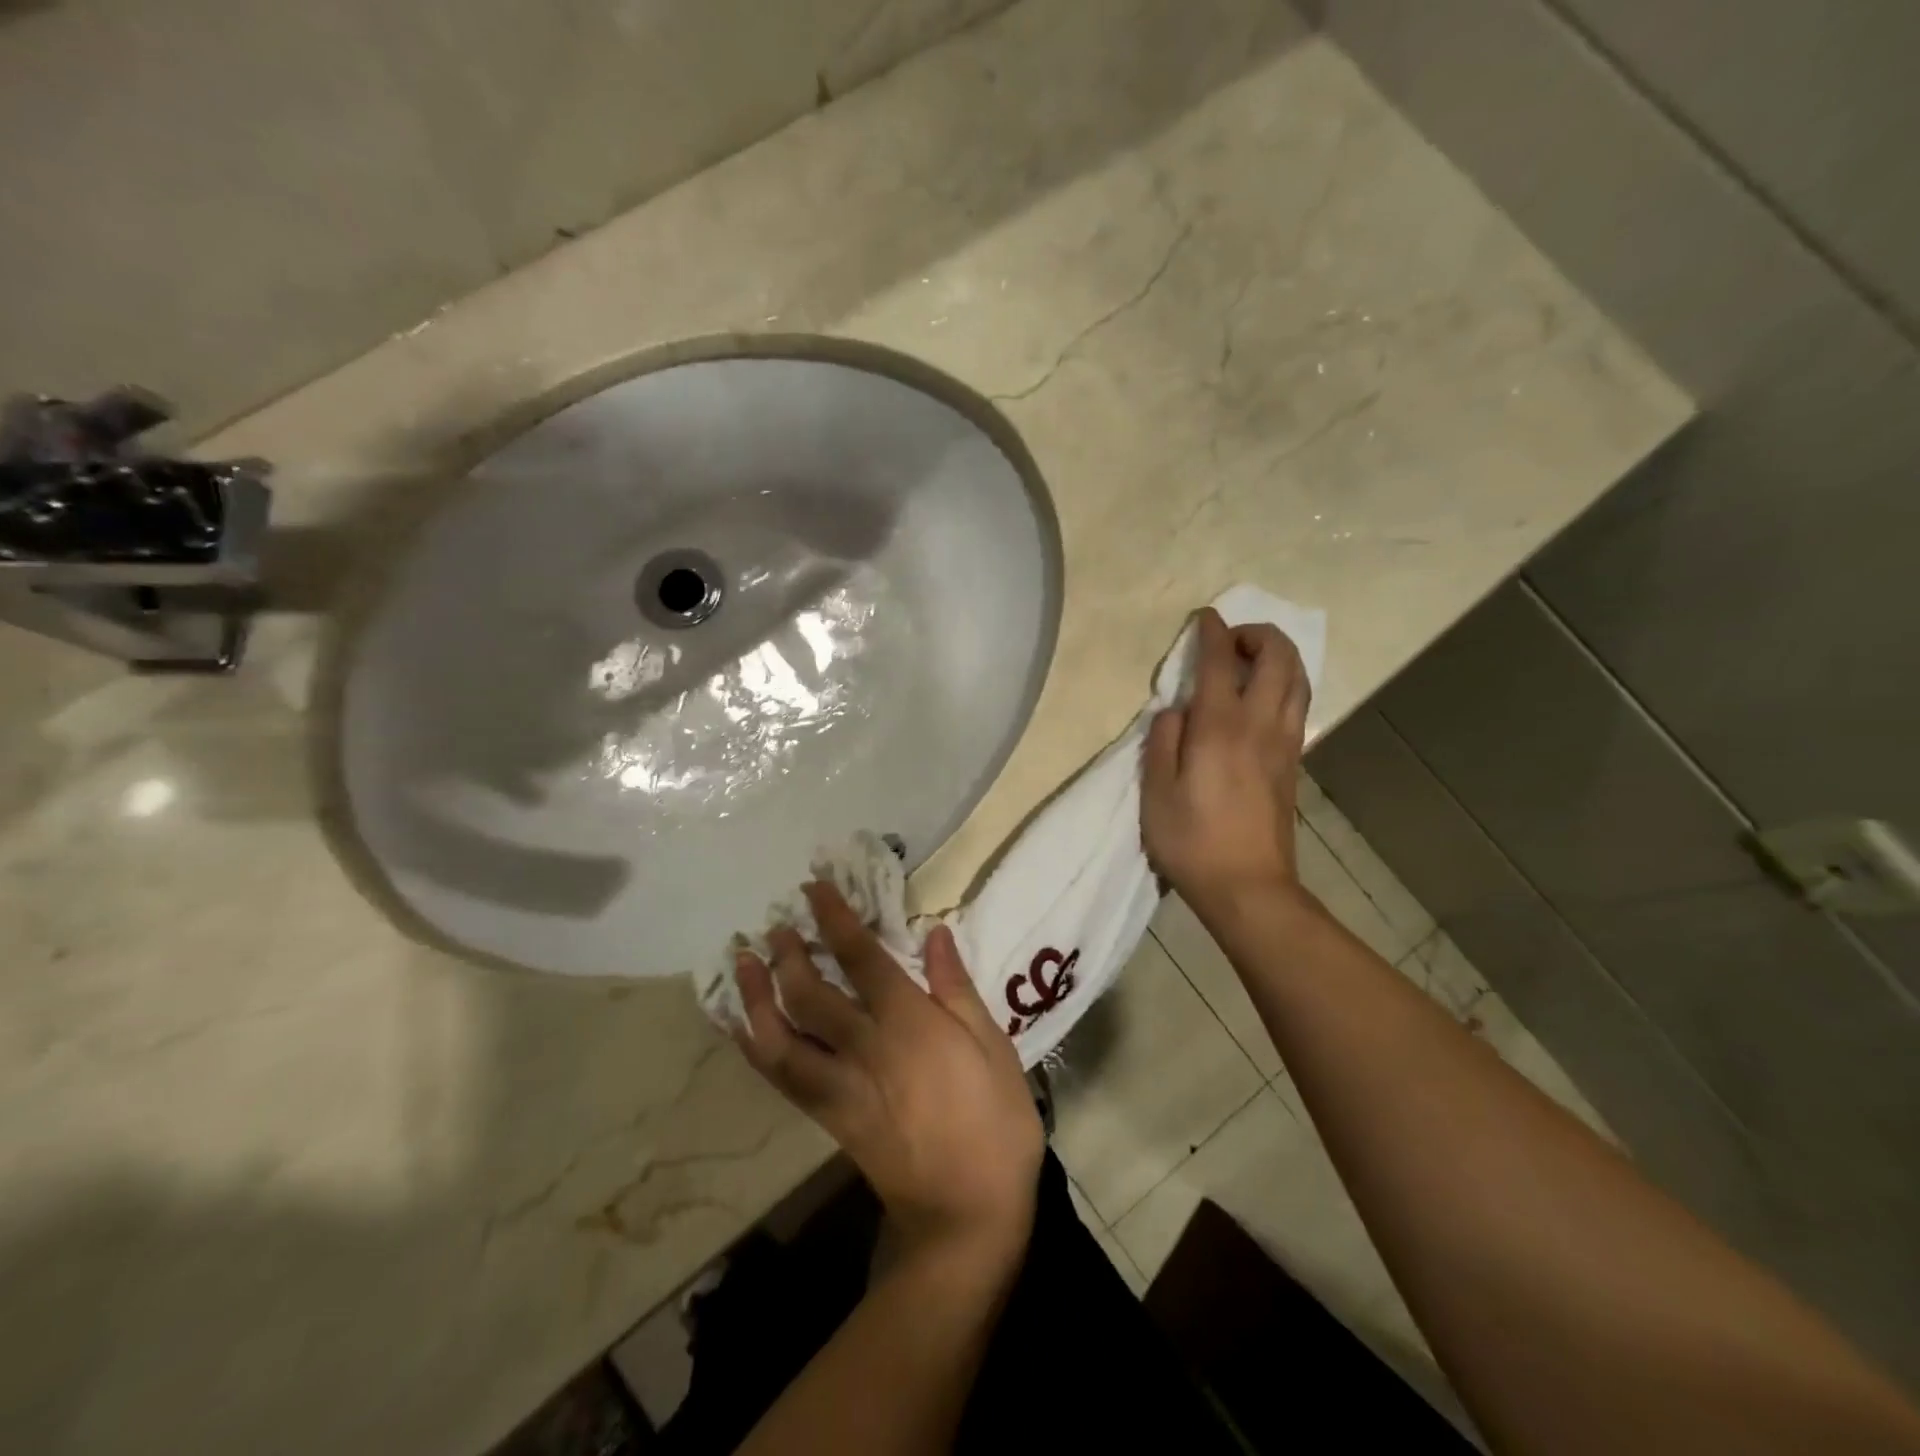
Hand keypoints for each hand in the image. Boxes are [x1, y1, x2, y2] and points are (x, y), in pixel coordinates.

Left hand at [733, 883, 1043, 1270]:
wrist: (965, 1217)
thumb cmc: (995, 1124)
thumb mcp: (994, 1048)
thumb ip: (957, 988)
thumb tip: (934, 934)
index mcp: (908, 1024)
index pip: (860, 958)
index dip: (834, 918)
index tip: (813, 888)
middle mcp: (863, 1049)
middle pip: (808, 994)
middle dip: (787, 953)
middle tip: (774, 925)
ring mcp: (839, 1088)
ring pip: (780, 1038)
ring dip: (754, 997)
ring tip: (741, 963)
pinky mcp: (830, 1118)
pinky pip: (782, 1078)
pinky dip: (756, 1048)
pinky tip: (744, 1027)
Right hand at [1142, 608, 1312, 914]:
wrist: (1249, 887)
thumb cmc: (1191, 841)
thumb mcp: (1156, 792)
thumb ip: (1162, 742)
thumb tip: (1176, 711)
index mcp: (1220, 727)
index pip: (1221, 662)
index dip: (1212, 632)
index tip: (1204, 617)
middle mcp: (1260, 725)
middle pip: (1278, 658)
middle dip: (1258, 634)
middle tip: (1230, 639)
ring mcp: (1284, 744)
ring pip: (1298, 679)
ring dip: (1279, 656)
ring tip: (1251, 660)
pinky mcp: (1293, 764)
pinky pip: (1298, 705)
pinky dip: (1285, 683)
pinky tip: (1263, 696)